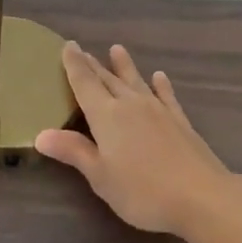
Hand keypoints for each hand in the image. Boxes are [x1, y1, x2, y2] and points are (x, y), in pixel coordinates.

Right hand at [35, 43, 233, 236]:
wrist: (201, 196)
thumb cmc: (142, 191)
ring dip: (125, 66)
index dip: (74, 65)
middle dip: (94, 65)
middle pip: (108, 79)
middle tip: (83, 50)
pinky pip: (166, 96)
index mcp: (107, 116)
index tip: (67, 46)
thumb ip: (74, 151)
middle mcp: (131, 105)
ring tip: (117, 49)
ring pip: (136, 82)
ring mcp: (159, 111)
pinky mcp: (180, 122)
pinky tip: (159, 77)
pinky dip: (160, 85)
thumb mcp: (100, 176)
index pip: (85, 84)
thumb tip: (41, 134)